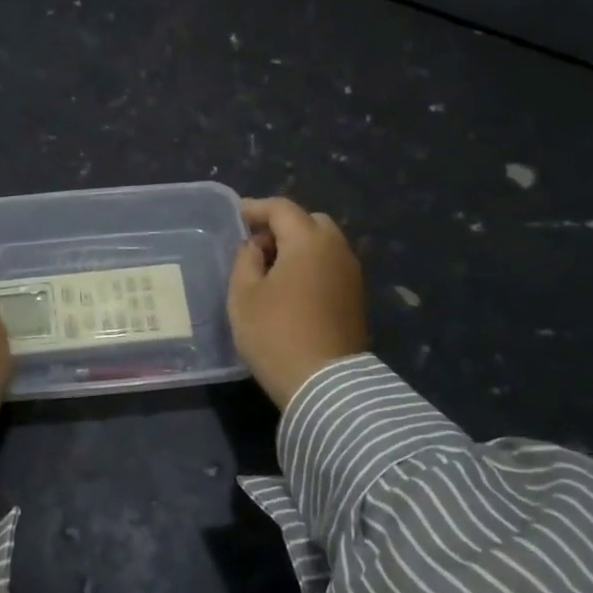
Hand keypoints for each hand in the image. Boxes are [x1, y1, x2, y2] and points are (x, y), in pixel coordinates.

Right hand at [227, 196, 368, 409]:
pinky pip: (331, 266)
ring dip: (299, 246)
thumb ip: (245, 260)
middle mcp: (337, 249)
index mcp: (308, 241)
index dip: (256, 208)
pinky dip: (311, 265)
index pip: (282, 209)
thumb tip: (256, 246)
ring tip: (271, 268)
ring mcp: (351, 274)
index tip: (237, 216)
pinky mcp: (356, 298)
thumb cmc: (275, 334)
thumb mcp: (243, 295)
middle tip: (256, 244)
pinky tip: (291, 286)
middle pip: (310, 221)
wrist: (325, 384)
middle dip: (283, 225)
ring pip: (324, 244)